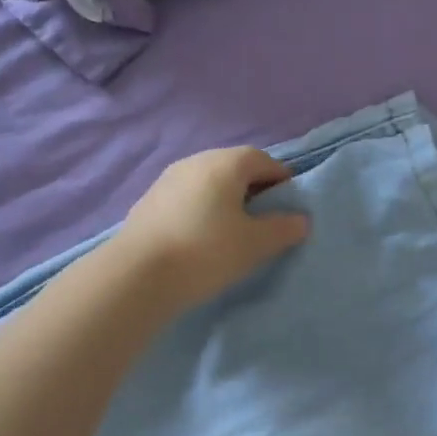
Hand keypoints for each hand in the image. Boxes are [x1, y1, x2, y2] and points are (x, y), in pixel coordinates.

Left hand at [115, 147, 310, 311]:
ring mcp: (167, 179)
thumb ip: (282, 229)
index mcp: (225, 164)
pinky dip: (201, 210)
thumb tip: (300, 220)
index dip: (281, 179)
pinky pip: (186, 198)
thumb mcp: (255, 244)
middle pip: (233, 167)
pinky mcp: (148, 201)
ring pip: (207, 182)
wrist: (136, 275)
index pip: (263, 160)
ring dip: (224, 199)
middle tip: (264, 219)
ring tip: (232, 231)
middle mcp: (195, 161)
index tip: (289, 205)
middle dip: (252, 188)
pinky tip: (200, 238)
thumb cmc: (205, 251)